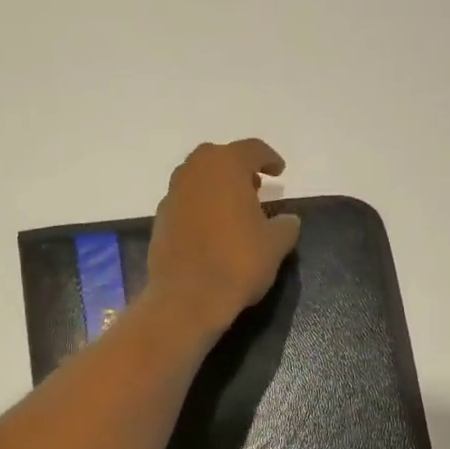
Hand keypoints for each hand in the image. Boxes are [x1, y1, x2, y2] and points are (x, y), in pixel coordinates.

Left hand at [146, 139, 299, 336]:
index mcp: (225, 165)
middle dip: (238, 170)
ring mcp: (172, 195)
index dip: (269, 159)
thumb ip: (286, 226)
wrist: (187, 298)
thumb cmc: (237, 263)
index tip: (279, 171)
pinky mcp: (160, 220)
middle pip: (219, 159)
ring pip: (198, 180)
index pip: (252, 150)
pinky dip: (200, 209)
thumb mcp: (275, 245)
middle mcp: (194, 171)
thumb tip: (289, 220)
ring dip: (216, 188)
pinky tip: (212, 230)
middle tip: (255, 188)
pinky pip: (185, 204)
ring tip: (233, 210)